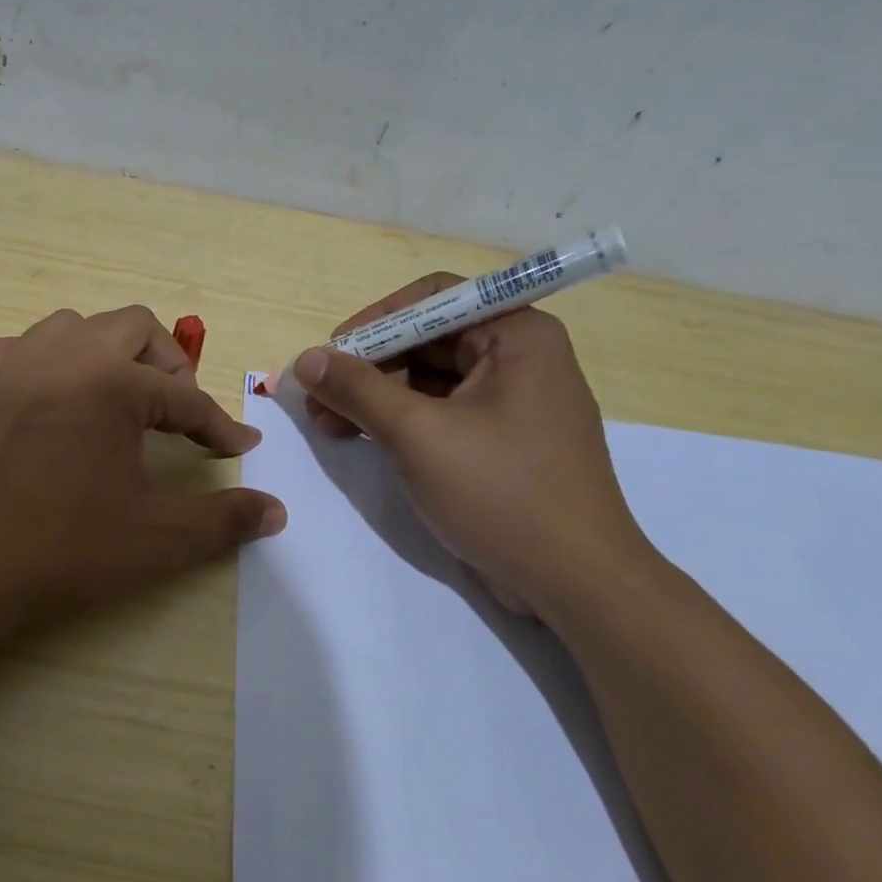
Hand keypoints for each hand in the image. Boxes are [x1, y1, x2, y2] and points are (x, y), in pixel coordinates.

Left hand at [0, 305, 285, 632]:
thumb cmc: (58, 549)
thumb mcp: (154, 539)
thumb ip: (222, 519)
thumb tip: (275, 511)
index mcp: (112, 382)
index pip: (184, 397)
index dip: (217, 425)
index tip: (238, 447)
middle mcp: (62, 354)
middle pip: (134, 329)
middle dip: (168, 365)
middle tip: (179, 413)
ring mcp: (11, 363)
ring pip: (76, 326)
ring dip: (110, 354)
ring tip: (121, 401)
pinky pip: (24, 350)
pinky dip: (53, 365)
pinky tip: (54, 404)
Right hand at [293, 275, 651, 618]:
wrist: (575, 583)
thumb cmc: (502, 493)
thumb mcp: (418, 435)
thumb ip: (358, 390)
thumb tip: (306, 359)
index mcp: (517, 336)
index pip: (434, 298)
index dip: (375, 321)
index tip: (330, 354)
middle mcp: (519, 358)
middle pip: (427, 339)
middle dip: (368, 366)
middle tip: (317, 398)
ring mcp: (511, 402)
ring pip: (429, 379)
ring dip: (376, 396)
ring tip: (327, 424)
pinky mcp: (501, 442)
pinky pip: (441, 413)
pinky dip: (399, 422)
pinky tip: (361, 439)